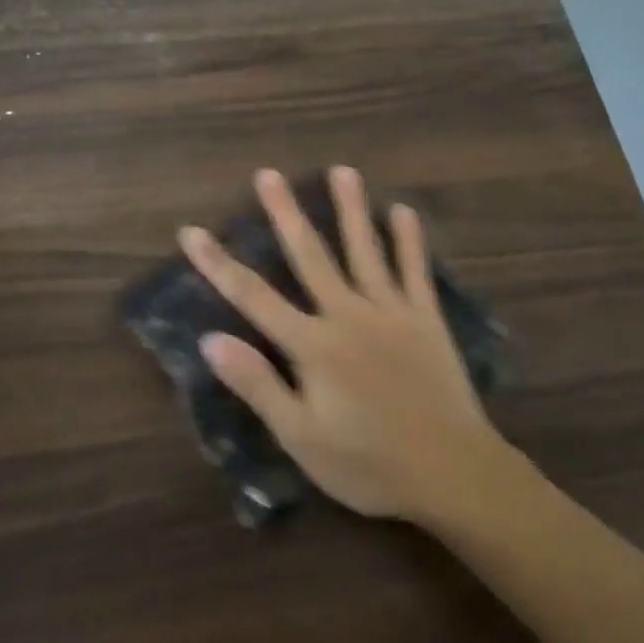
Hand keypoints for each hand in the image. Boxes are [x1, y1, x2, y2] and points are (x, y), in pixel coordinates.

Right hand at [180, 167, 504, 523]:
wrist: (452, 472)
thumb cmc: (368, 463)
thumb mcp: (300, 437)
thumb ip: (257, 385)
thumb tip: (210, 339)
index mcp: (313, 344)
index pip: (253, 296)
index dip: (218, 264)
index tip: (192, 232)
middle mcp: (348, 314)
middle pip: (310, 255)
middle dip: (285, 213)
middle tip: (268, 174)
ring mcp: (391, 311)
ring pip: (366, 249)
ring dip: (351, 208)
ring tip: (342, 170)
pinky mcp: (426, 317)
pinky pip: (415, 270)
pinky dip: (410, 240)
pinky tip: (403, 210)